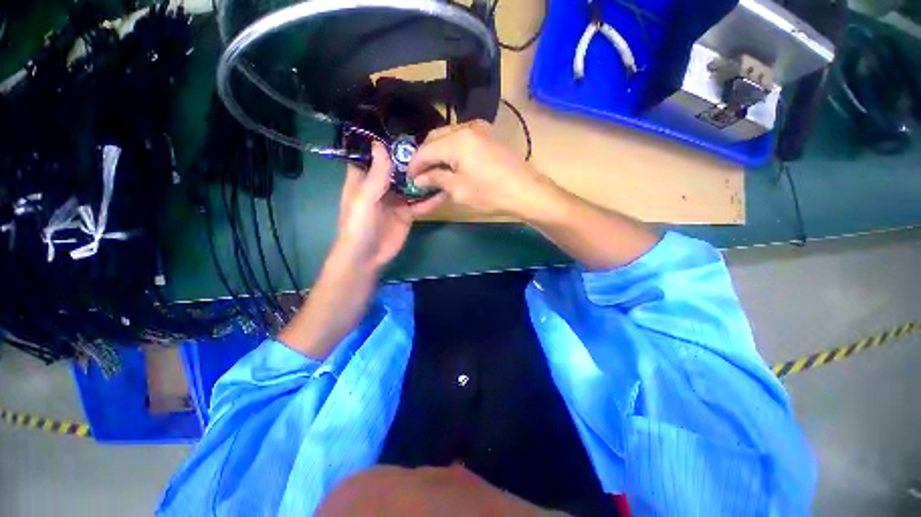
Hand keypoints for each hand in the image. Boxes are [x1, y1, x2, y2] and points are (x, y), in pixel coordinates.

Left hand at [335, 142, 441, 270]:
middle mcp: (381, 187)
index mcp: (364, 180)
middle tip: (431, 145)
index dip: (385, 144)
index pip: (373, 156)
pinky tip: (445, 192)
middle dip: (411, 159)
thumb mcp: (364, 198)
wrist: (367, 256)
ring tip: (442, 165)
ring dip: (424, 178)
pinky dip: (431, 200)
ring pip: (411, 185)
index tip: (402, 131)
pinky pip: (420, 204)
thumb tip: (380, 144)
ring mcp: (396, 201)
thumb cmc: (358, 225)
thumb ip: (376, 174)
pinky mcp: (407, 214)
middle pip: (397, 169)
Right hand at [408, 121, 550, 218]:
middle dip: (424, 156)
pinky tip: (451, 163)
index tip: (408, 179)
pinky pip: (462, 138)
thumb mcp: (458, 191)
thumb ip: (435, 180)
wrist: (526, 191)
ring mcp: (479, 129)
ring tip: (434, 171)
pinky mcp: (488, 135)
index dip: (414, 165)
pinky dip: (452, 149)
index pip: (425, 150)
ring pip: (448, 136)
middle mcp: (466, 127)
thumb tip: (419, 179)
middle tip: (420, 175)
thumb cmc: (490, 194)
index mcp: (456, 140)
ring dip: (438, 152)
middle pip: (434, 138)